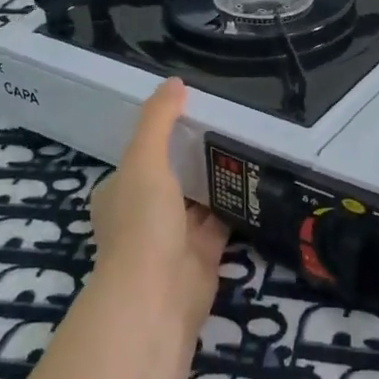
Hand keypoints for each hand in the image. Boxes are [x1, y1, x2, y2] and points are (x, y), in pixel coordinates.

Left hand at [88, 79, 229, 332]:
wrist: (156, 295)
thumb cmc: (141, 223)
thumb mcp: (144, 161)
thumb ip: (158, 121)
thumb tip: (174, 82)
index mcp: (121, 191)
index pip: (143, 154)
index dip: (164, 133)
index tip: (195, 110)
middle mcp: (145, 212)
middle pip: (173, 176)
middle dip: (195, 156)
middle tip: (231, 124)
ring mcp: (174, 235)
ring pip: (199, 199)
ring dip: (218, 179)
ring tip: (249, 144)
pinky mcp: (204, 253)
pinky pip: (222, 221)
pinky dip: (236, 205)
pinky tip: (257, 182)